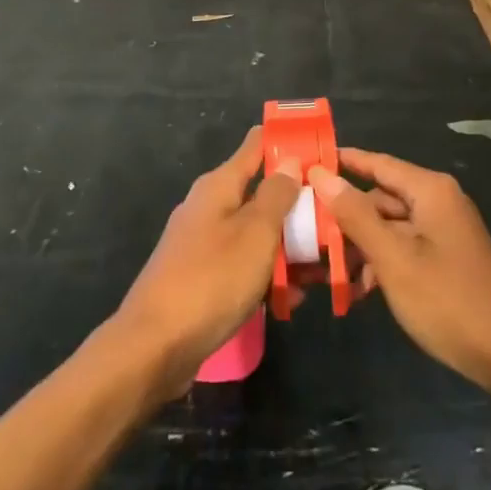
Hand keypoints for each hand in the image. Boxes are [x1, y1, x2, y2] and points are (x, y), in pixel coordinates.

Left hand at [113, 127, 299, 403]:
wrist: (154, 348)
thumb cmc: (211, 280)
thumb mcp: (255, 233)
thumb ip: (277, 195)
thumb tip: (289, 160)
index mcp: (219, 186)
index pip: (256, 145)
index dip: (287, 141)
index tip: (321, 145)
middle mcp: (210, 207)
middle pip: (260, 192)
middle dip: (297, 204)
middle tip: (336, 218)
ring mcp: (203, 243)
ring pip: (256, 232)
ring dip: (288, 245)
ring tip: (324, 266)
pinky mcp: (203, 278)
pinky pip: (243, 265)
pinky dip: (267, 274)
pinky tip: (292, 297)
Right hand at [311, 148, 490, 396]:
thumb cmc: (448, 300)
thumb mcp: (393, 258)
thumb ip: (355, 215)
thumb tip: (322, 175)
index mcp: (429, 191)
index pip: (377, 163)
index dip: (342, 161)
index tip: (306, 163)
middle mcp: (438, 202)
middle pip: (381, 198)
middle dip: (346, 217)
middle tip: (306, 232)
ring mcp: (444, 232)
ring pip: (390, 227)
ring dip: (360, 246)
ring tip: (327, 271)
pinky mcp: (447, 260)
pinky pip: (405, 248)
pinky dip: (382, 263)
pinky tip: (360, 292)